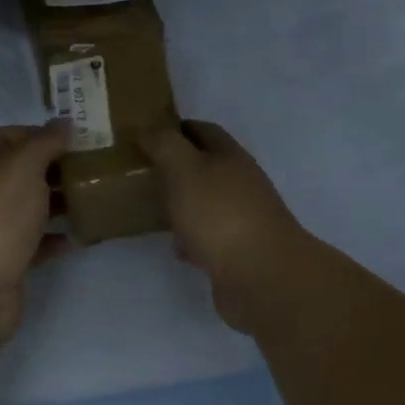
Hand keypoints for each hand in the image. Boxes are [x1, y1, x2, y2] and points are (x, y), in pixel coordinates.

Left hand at [0, 123, 71, 344]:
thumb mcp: (23, 167)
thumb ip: (45, 143)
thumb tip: (63, 122)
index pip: (6, 137)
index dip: (39, 134)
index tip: (74, 140)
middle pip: (17, 173)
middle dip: (52, 169)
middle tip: (91, 168)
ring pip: (24, 209)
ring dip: (54, 204)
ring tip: (91, 199)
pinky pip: (30, 244)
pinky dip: (52, 240)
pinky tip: (78, 237)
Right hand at [141, 121, 306, 334]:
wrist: (261, 276)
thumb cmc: (220, 214)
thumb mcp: (185, 169)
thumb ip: (165, 145)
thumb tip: (149, 128)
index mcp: (231, 157)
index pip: (204, 131)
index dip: (178, 129)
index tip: (148, 135)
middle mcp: (241, 184)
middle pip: (207, 167)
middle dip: (178, 168)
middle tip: (143, 172)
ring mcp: (243, 219)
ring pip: (207, 203)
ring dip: (184, 203)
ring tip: (153, 208)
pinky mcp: (239, 252)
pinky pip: (209, 238)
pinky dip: (191, 238)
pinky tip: (176, 248)